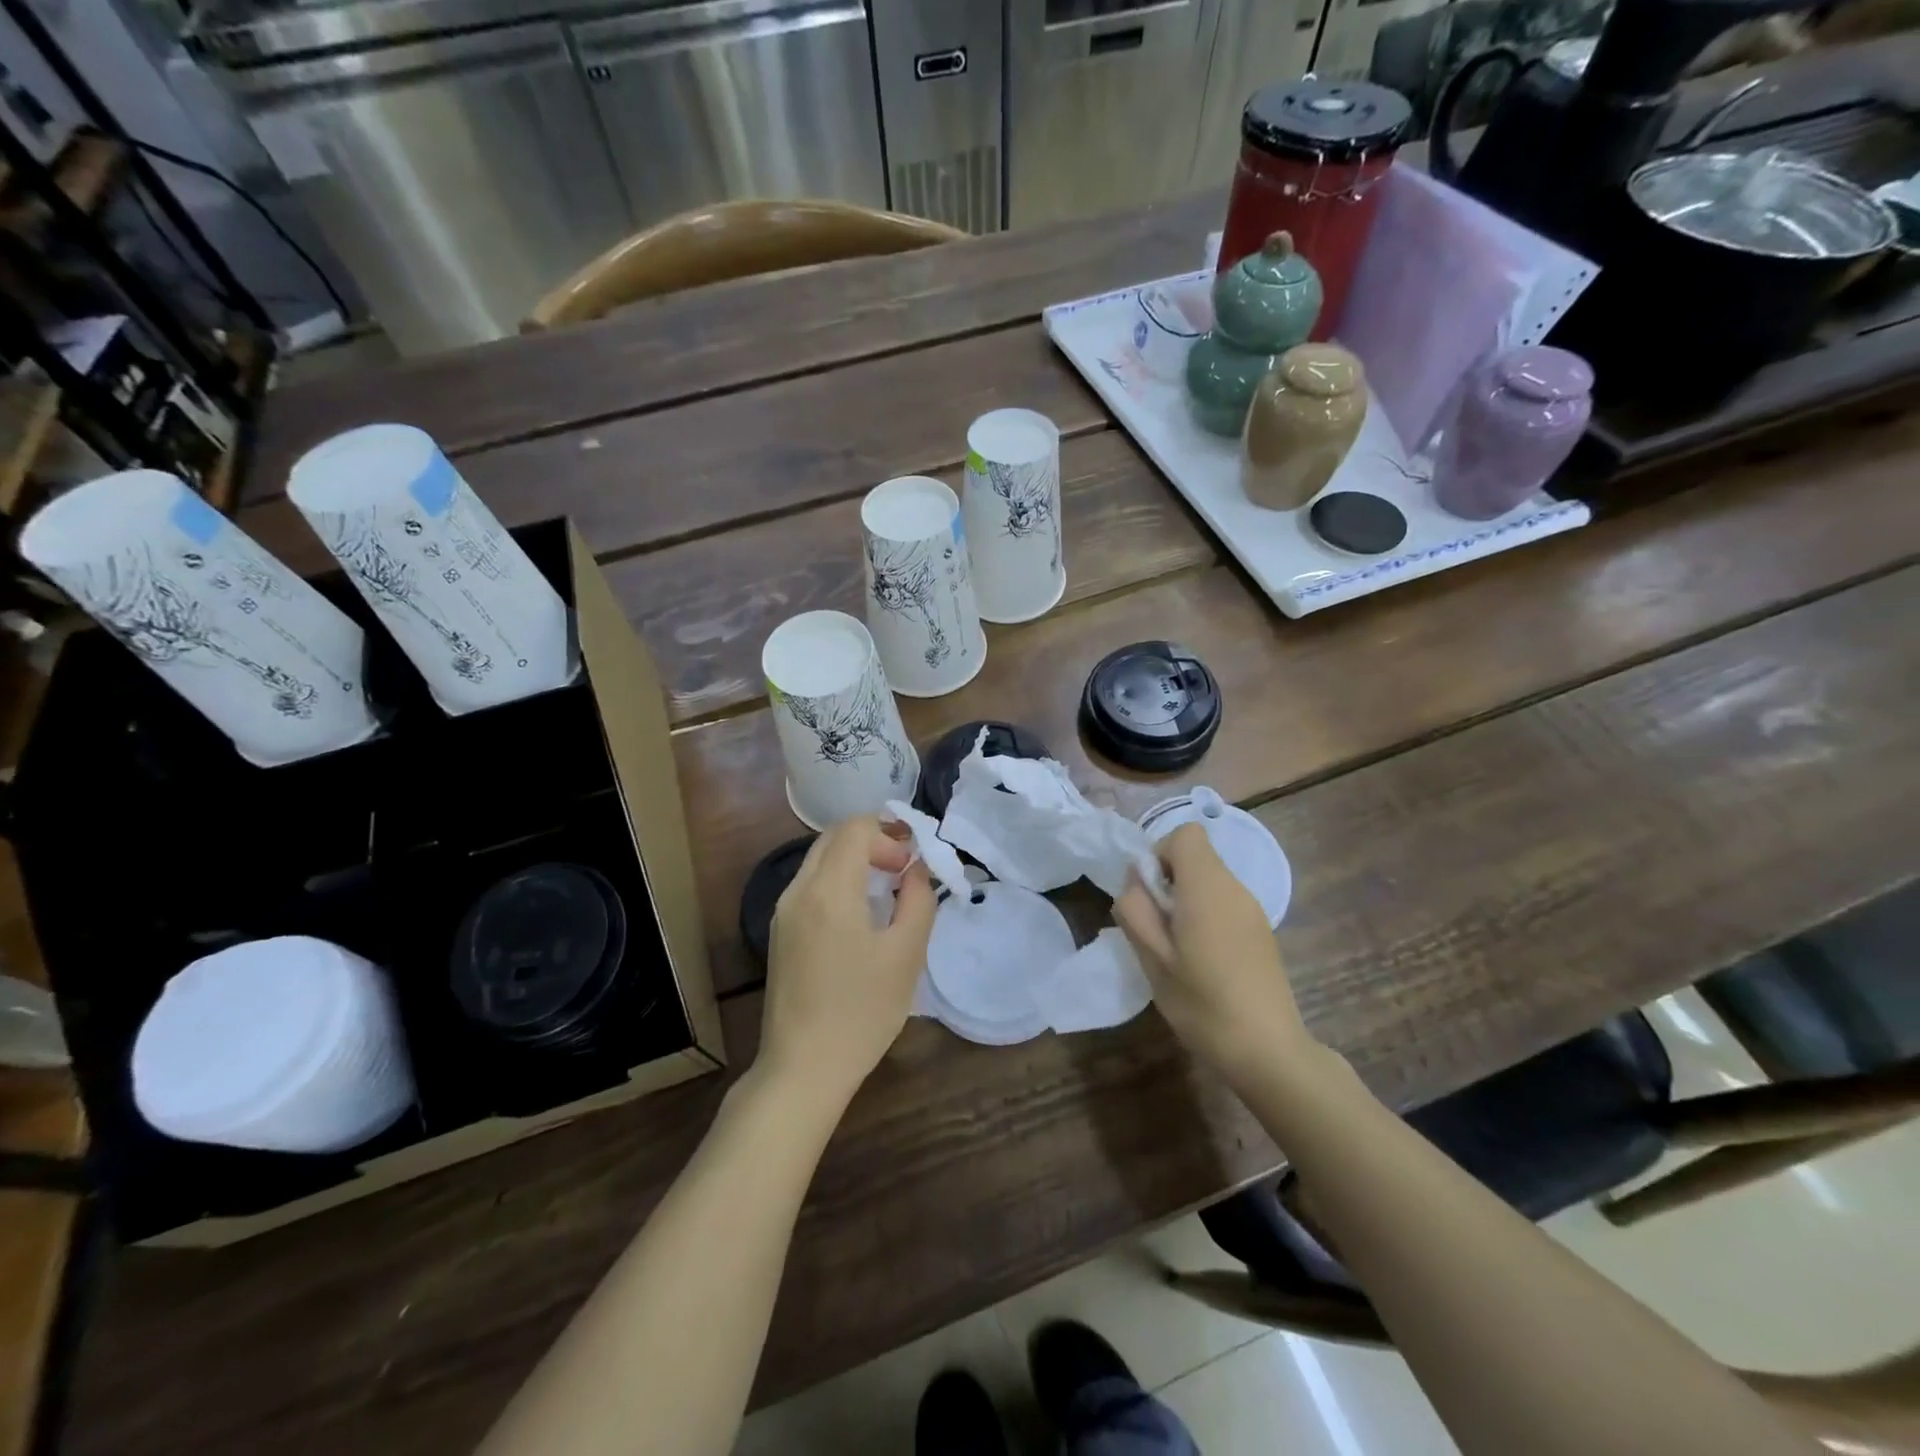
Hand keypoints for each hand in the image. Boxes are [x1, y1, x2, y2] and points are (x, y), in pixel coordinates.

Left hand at [760, 816, 936, 1109]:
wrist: (802, 1069)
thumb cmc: (861, 1012)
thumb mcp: (906, 955)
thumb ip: (918, 901)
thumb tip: (917, 870)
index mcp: (828, 890)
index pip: (855, 829)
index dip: (890, 834)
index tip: (912, 866)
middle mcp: (798, 891)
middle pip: (834, 838)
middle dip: (873, 841)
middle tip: (904, 869)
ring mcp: (783, 912)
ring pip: (819, 860)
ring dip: (855, 860)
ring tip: (887, 890)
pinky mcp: (780, 932)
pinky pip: (810, 885)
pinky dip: (838, 880)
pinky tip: (860, 914)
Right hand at [1114, 823, 1311, 1080]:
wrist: (1268, 1051)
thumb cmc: (1202, 1003)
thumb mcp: (1152, 959)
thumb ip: (1135, 910)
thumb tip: (1136, 881)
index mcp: (1207, 887)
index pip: (1186, 834)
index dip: (1160, 854)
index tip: (1151, 895)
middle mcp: (1235, 888)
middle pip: (1197, 857)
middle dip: (1169, 881)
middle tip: (1158, 929)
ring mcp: (1253, 910)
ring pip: (1210, 881)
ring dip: (1186, 901)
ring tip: (1178, 949)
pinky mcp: (1261, 931)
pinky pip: (1225, 903)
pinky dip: (1206, 917)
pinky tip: (1204, 961)